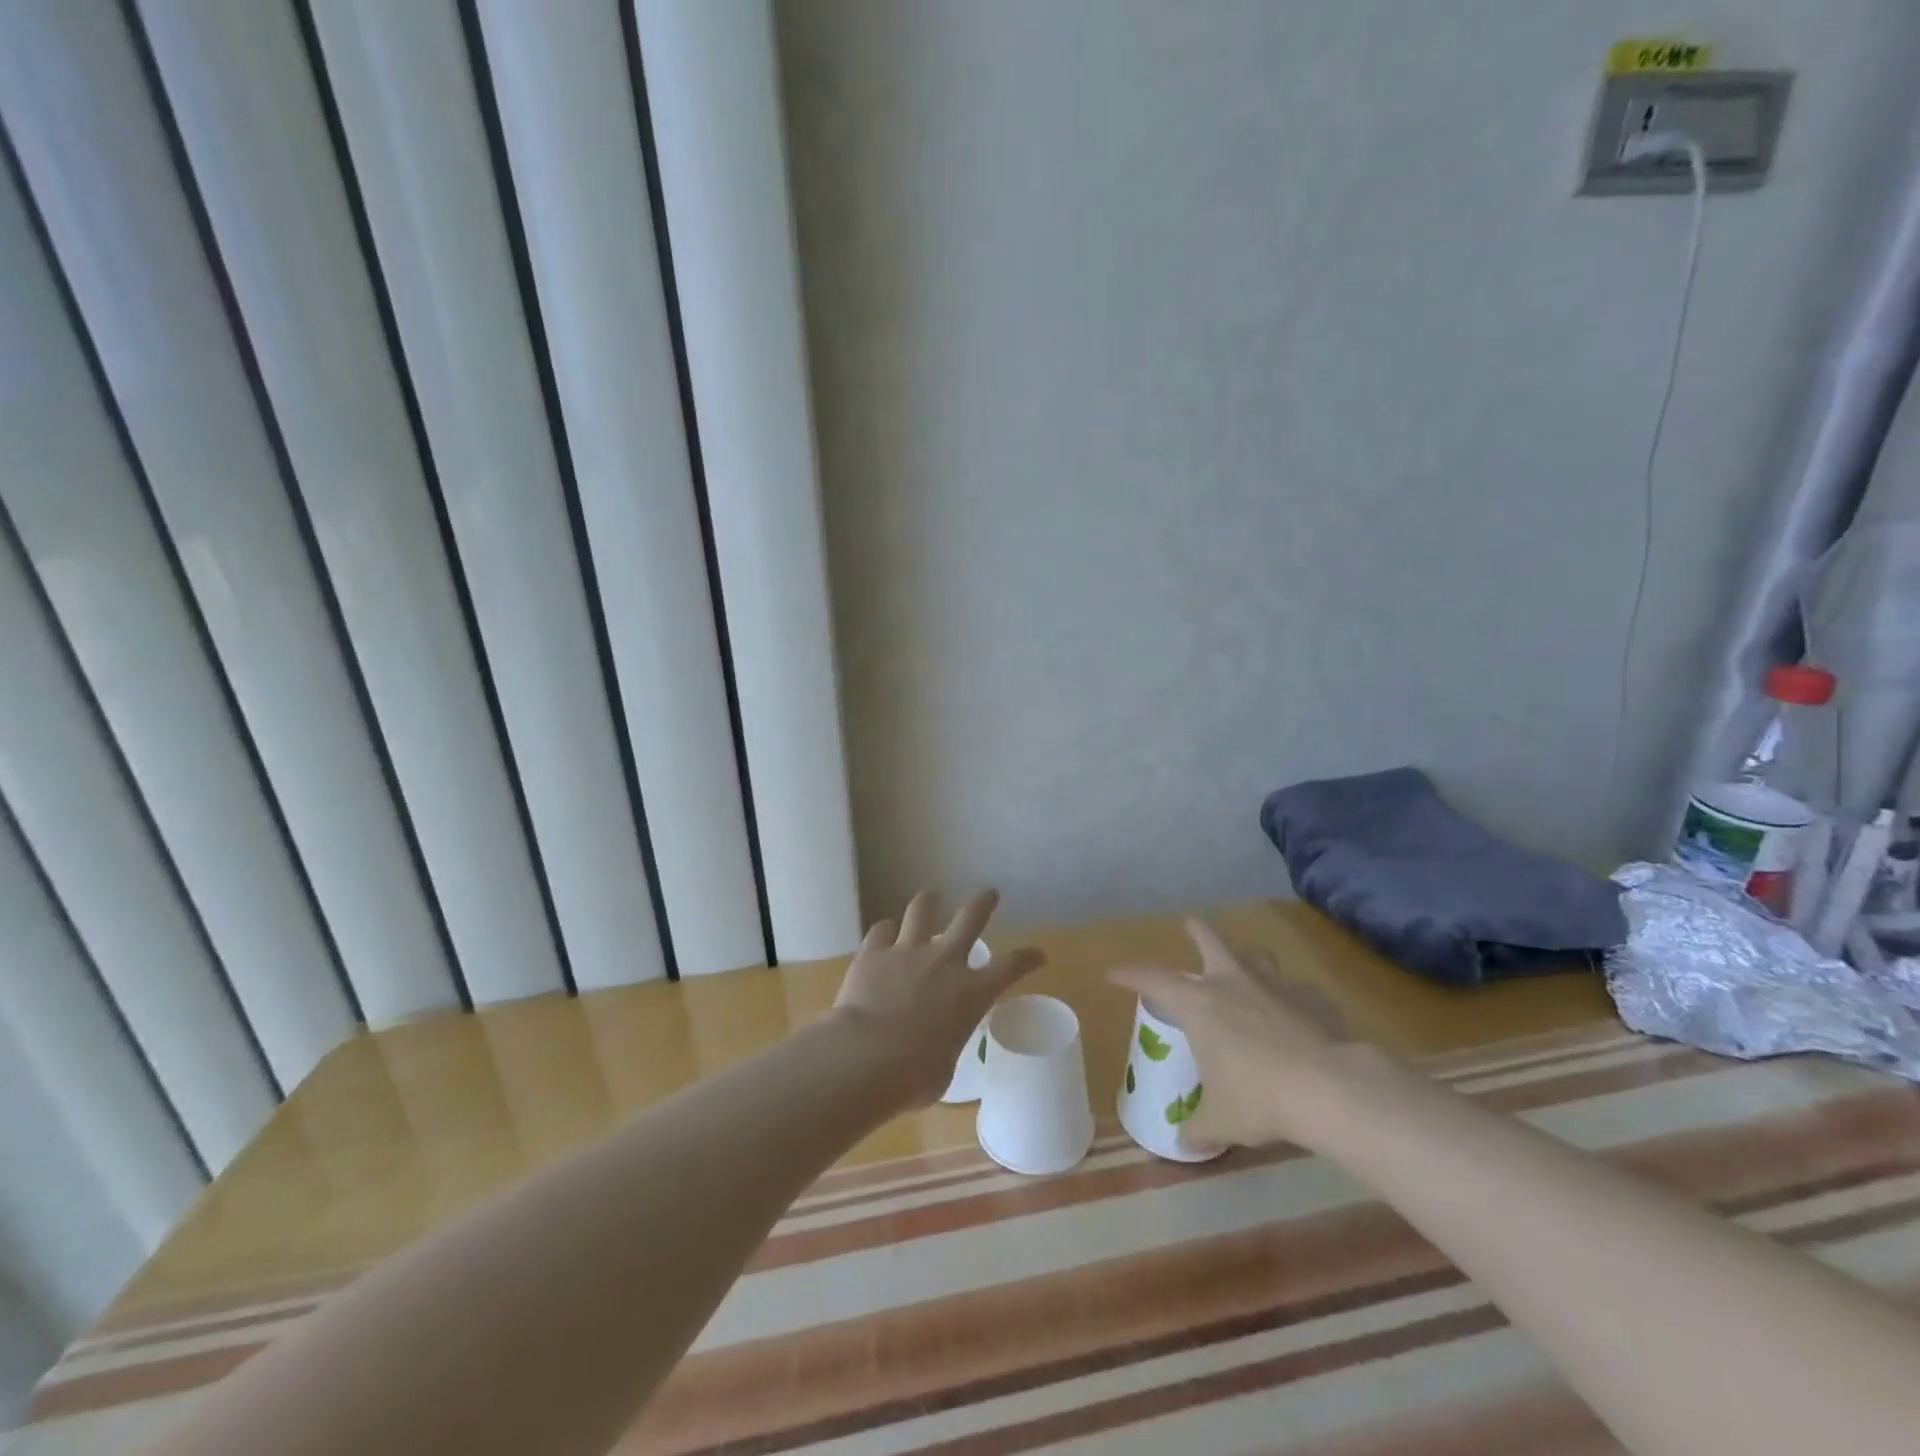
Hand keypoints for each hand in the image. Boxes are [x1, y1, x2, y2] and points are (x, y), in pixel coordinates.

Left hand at [833, 889, 1044, 1107]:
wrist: (867, 1057)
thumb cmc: (914, 1075)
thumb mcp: (943, 1069)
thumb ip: (943, 1048)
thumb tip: (932, 1052)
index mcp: (971, 993)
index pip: (1011, 967)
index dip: (1028, 959)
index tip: (1038, 954)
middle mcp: (944, 962)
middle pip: (970, 918)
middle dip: (982, 903)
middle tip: (989, 893)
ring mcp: (907, 952)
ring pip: (922, 911)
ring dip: (928, 902)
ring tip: (930, 896)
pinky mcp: (873, 953)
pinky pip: (880, 931)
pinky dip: (884, 931)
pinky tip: (883, 934)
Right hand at [1110, 919, 1353, 1149]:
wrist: (1329, 1089)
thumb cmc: (1258, 1098)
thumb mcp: (1221, 1120)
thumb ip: (1199, 1128)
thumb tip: (1184, 1143)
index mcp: (1199, 1003)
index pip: (1152, 978)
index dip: (1130, 974)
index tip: (1113, 973)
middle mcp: (1232, 982)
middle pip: (1210, 940)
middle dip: (1196, 931)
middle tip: (1189, 925)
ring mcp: (1275, 986)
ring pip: (1258, 956)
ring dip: (1249, 959)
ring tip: (1247, 971)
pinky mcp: (1312, 1001)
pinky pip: (1299, 992)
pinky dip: (1294, 1000)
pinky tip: (1298, 1019)